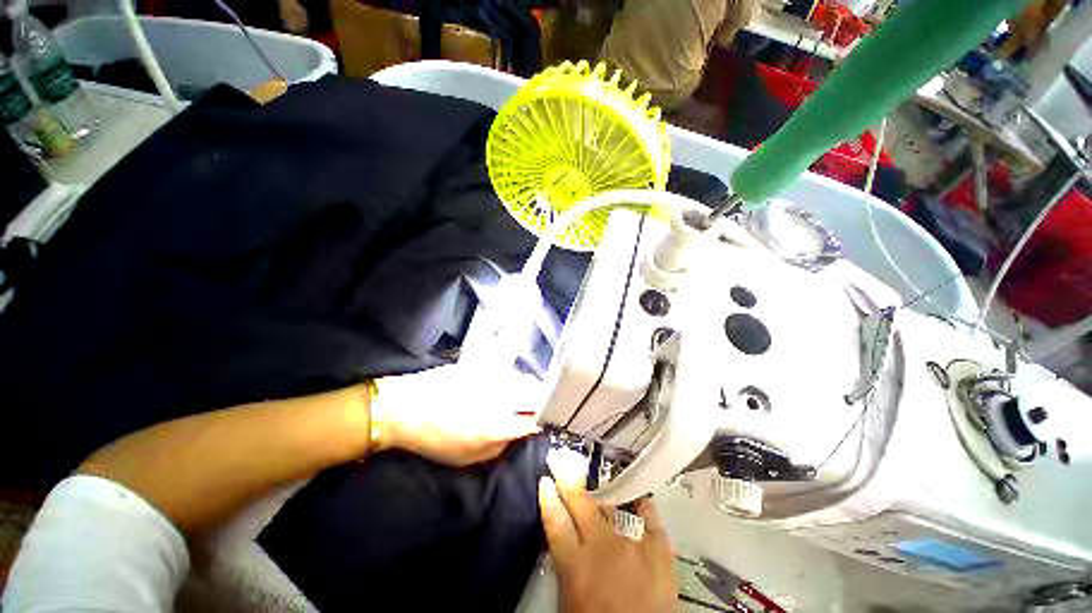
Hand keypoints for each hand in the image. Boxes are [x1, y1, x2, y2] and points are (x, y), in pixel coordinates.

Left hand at [370, 364, 541, 466]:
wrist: (404, 407)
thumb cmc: (435, 439)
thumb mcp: (467, 457)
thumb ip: (499, 446)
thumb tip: (520, 431)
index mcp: (495, 424)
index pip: (533, 419)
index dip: (542, 421)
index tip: (543, 423)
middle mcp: (498, 396)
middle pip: (534, 392)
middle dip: (541, 401)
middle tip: (538, 409)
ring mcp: (491, 376)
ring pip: (524, 378)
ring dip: (530, 388)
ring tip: (525, 397)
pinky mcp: (483, 364)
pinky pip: (508, 370)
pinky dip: (515, 378)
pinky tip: (508, 385)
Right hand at [538, 450, 677, 612]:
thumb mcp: (570, 600)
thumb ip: (565, 566)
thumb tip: (562, 538)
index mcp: (576, 563)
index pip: (556, 521)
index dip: (548, 498)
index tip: (545, 481)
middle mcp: (602, 544)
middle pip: (581, 504)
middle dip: (569, 482)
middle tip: (562, 463)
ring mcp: (633, 541)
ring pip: (613, 503)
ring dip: (604, 493)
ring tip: (599, 482)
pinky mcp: (659, 546)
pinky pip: (648, 513)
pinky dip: (641, 504)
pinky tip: (637, 497)